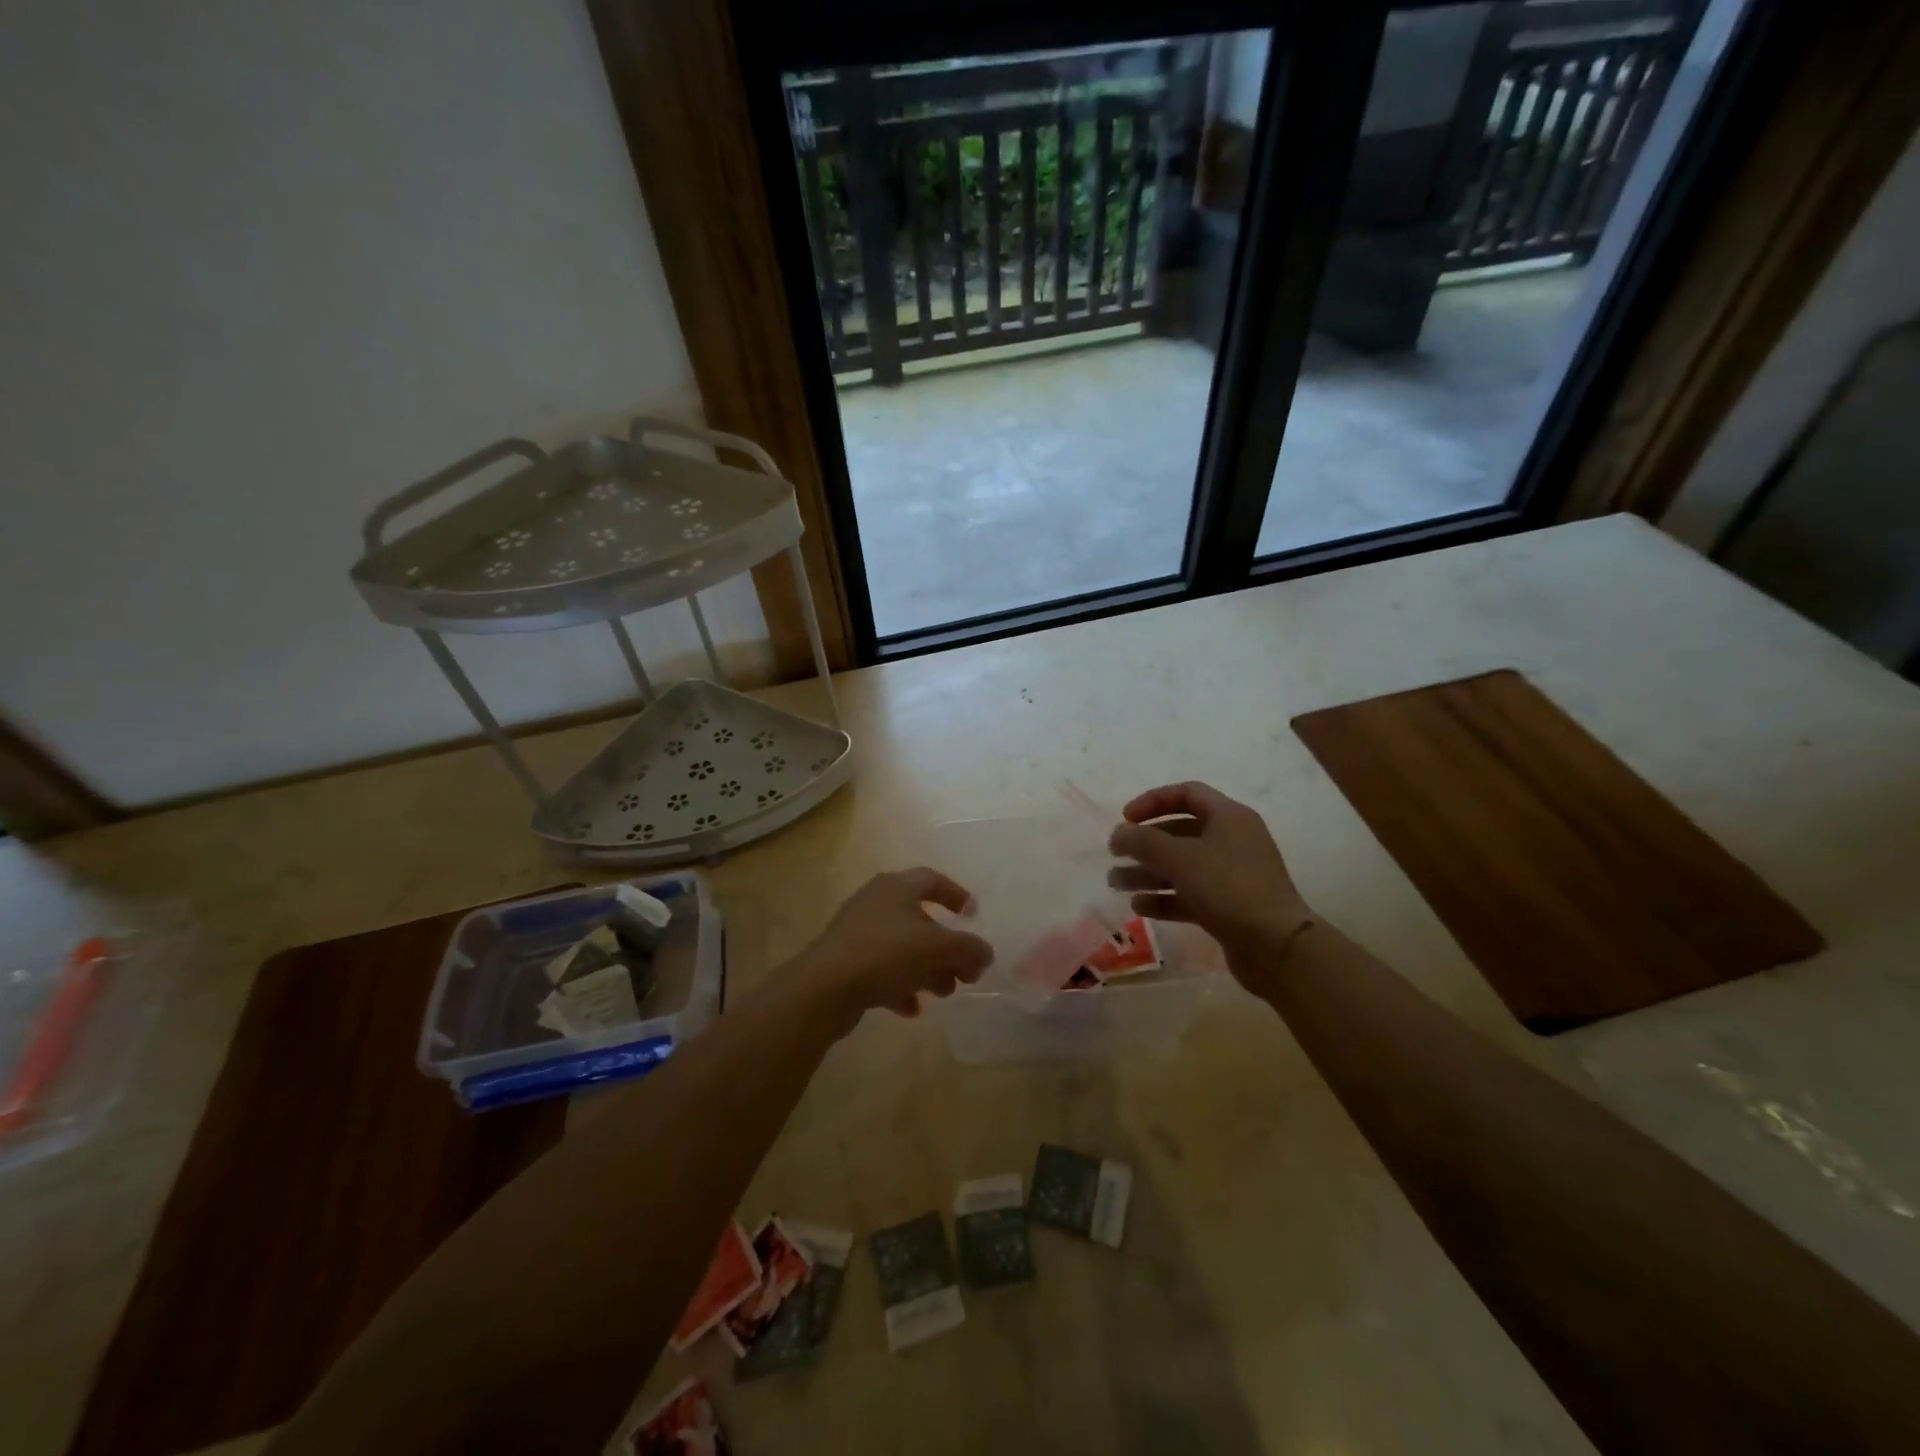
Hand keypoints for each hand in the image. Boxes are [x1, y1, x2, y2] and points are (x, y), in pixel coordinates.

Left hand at [794, 868, 991, 1029]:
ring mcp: (857, 931)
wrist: (825, 987)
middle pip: (920, 918)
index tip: (974, 915)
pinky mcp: (844, 960)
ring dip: (927, 968)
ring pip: (902, 946)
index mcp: (896, 887)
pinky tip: (911, 1008)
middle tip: (964, 971)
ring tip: (943, 992)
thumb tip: (985, 954)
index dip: (956, 894)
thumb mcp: (939, 949)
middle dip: (946, 946)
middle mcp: (875, 902)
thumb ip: (969, 949)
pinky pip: (881, 969)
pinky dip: (900, 985)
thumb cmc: (886, 954)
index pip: (932, 879)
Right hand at [1108, 782, 1312, 985]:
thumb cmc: (1227, 887)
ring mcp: (1232, 876)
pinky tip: (1139, 907)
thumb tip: (1119, 832)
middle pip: (1180, 832)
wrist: (1276, 946)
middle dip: (1144, 843)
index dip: (1153, 801)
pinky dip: (1164, 897)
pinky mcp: (1229, 907)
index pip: (1187, 794)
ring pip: (1182, 866)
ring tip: (1116, 883)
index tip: (1126, 818)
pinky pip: (1190, 894)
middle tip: (1115, 854)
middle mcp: (1232, 841)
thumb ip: (1143, 841)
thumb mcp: (1179, 858)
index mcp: (1229, 817)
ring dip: (1147, 872)